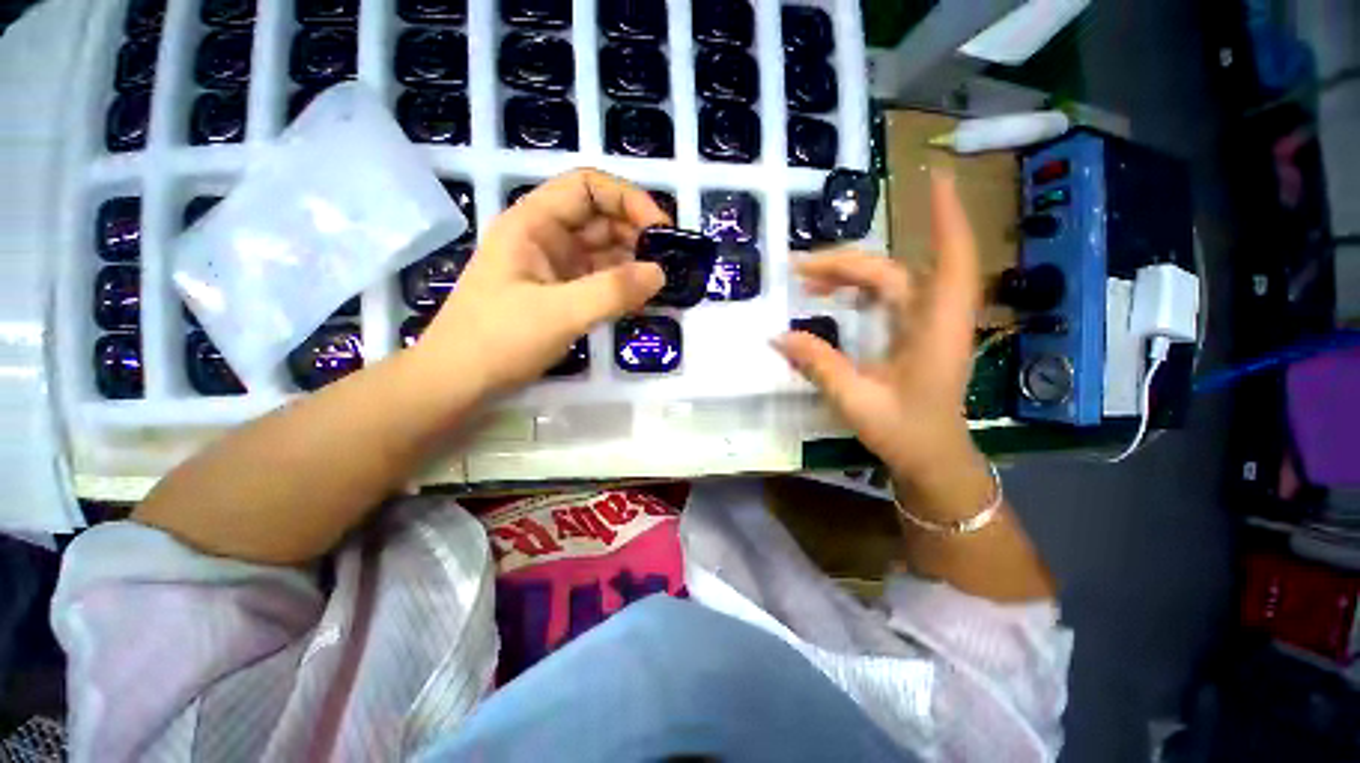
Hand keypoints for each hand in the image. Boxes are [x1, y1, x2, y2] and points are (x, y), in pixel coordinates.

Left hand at [415, 169, 668, 395]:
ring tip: (660, 284)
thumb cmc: (499, 340)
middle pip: (598, 218)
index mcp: (533, 223)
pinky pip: (597, 279)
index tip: (661, 230)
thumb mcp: (559, 313)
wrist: (458, 381)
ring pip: (601, 251)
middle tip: (668, 263)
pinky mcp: (559, 294)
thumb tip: (660, 273)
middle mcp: (544, 237)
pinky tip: (638, 299)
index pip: (587, 187)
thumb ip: (612, 291)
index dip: (628, 199)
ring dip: (631, 262)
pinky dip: (620, 285)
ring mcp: (552, 267)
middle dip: (635, 234)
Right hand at [774, 171, 991, 516]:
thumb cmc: (905, 433)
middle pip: (892, 271)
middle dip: (845, 262)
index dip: (945, 218)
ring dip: (848, 274)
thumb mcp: (856, 400)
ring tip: (807, 280)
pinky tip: (831, 297)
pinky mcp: (913, 332)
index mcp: (934, 331)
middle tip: (797, 268)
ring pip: (888, 281)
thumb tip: (778, 336)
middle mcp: (934, 318)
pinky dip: (856, 290)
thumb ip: (818, 365)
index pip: (950, 262)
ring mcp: (925, 324)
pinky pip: (885, 297)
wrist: (932, 457)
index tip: (933, 179)